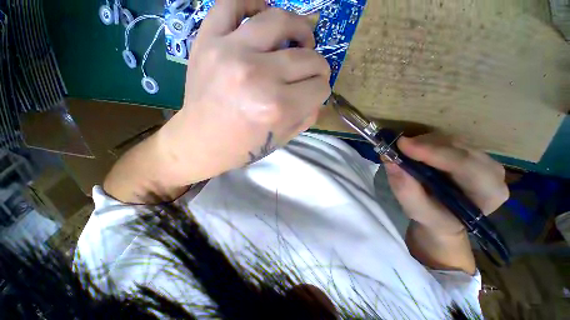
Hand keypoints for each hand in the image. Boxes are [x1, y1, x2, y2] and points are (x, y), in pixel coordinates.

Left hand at [160, 0, 330, 184]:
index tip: (315, 94)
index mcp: (278, 108)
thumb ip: (306, 117)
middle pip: (308, 58)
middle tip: (313, 72)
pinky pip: (232, 4)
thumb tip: (318, 97)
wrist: (202, 142)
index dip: (321, 92)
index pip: (319, 88)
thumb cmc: (244, 147)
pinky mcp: (208, 41)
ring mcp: (231, 52)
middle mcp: (259, 76)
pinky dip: (252, 3)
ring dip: (300, 30)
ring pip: (280, 21)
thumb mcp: (281, 139)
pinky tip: (262, 15)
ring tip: (300, 40)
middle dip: (319, 68)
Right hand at [384, 134, 508, 234]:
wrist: (444, 217)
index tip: (402, 145)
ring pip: (453, 141)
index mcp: (488, 193)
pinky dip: (428, 142)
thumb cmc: (433, 218)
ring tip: (404, 151)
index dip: (433, 152)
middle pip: (459, 148)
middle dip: (426, 145)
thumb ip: (405, 189)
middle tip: (398, 147)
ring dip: (425, 143)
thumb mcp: (416, 210)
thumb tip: (390, 161)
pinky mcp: (472, 152)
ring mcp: (485, 159)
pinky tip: (415, 150)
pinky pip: (449, 140)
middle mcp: (493, 172)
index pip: (465, 165)